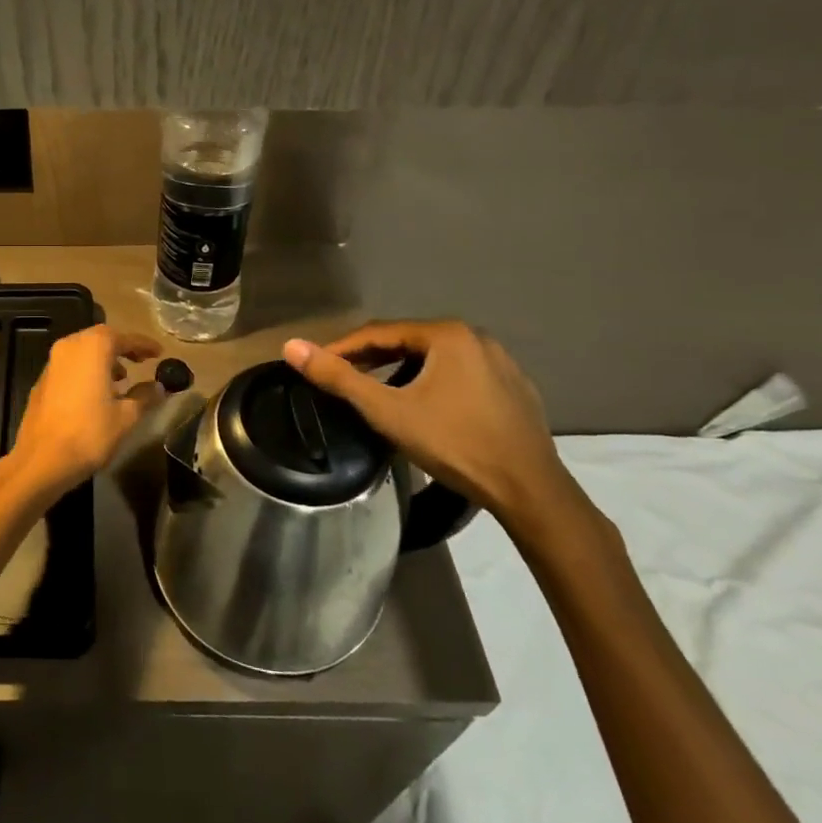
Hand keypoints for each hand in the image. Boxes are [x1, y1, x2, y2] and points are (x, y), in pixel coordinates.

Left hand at [2, 325, 163, 502]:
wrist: (42, 459)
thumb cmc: (90, 433)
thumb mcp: (126, 416)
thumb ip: (145, 396)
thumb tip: (159, 387)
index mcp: (93, 347)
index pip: (124, 338)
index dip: (144, 344)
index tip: (159, 352)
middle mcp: (70, 346)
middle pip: (100, 338)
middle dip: (122, 348)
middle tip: (141, 361)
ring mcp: (52, 362)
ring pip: (83, 351)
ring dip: (103, 359)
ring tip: (120, 380)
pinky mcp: (42, 380)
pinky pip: (70, 366)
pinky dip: (86, 370)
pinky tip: (96, 393)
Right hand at [282, 320, 574, 528]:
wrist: (529, 490)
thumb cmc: (454, 443)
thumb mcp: (387, 411)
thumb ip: (338, 377)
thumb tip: (291, 346)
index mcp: (447, 334)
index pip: (380, 332)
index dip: (343, 348)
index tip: (317, 364)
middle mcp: (477, 337)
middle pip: (409, 342)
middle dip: (372, 359)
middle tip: (344, 380)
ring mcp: (501, 362)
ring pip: (436, 359)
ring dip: (402, 372)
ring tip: (379, 394)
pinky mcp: (515, 388)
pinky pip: (461, 375)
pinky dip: (435, 384)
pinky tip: (427, 408)